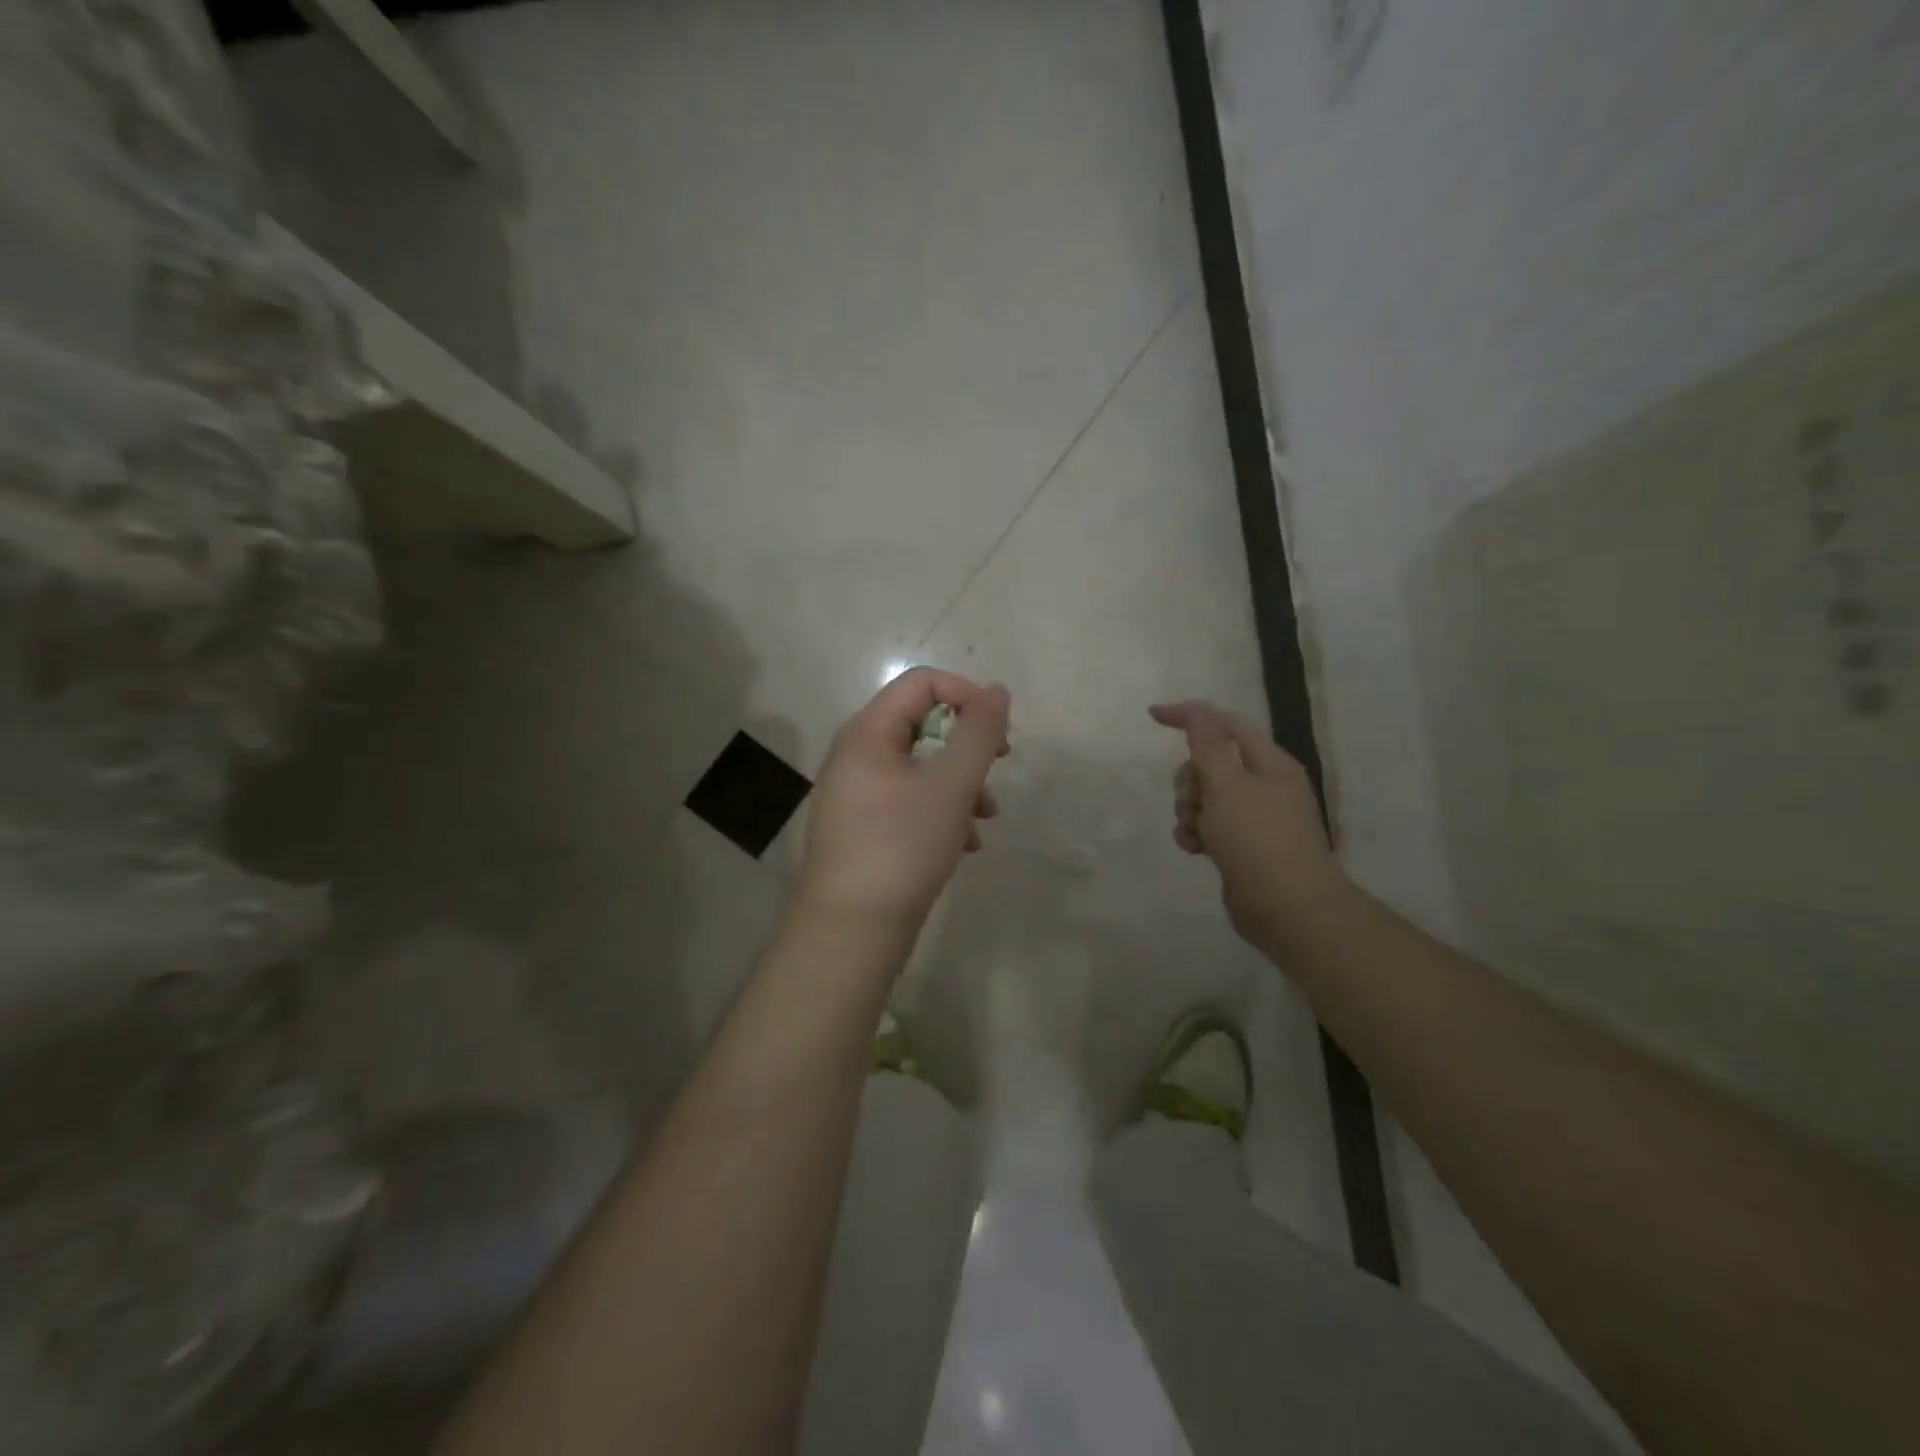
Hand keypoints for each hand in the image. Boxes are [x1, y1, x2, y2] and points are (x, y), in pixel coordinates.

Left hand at [797, 669, 1010, 934]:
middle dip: (967, 745)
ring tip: (986, 818)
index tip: (998, 733)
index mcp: (867, 733)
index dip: (966, 695)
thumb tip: (997, 691)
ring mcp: (857, 794)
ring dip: (960, 783)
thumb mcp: (951, 785)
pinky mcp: (864, 829)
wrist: (851, 931)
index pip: (921, 683)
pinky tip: (964, 845)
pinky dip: (941, 812)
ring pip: (920, 768)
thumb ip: (979, 733)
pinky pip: (909, 802)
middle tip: (998, 767)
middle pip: (922, 724)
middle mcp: (856, 755)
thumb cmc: (902, 846)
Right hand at [1149, 700, 1344, 947]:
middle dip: (1190, 778)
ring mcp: (1254, 817)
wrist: (1289, 909)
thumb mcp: (1227, 785)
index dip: (1189, 715)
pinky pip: (1209, 826)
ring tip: (1197, 832)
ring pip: (1205, 797)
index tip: (1152, 717)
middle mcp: (1264, 784)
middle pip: (1210, 762)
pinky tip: (1196, 849)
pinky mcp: (1243, 845)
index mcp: (1269, 762)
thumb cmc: (1257, 840)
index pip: (1224, 723)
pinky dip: (1197, 833)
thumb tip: (1198, 712)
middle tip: (1193, 800)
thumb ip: (1208, 745)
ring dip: (1189, 809)